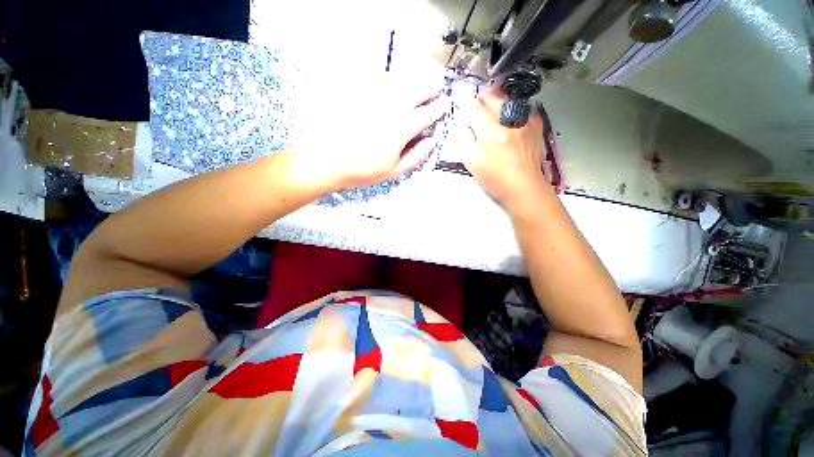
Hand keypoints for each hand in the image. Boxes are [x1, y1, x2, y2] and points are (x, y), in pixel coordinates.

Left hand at [290, 72, 447, 190]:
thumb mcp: (393, 172)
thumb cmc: (363, 171)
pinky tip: (397, 82)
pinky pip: (380, 82)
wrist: (328, 161)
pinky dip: (394, 79)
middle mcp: (389, 110)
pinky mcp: (359, 96)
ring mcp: (373, 100)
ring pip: (399, 82)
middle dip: (429, 86)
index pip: (425, 114)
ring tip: (424, 77)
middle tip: (438, 83)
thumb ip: (415, 156)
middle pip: (414, 91)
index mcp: (399, 131)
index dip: (437, 108)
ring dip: (414, 78)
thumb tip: (431, 140)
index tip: (445, 103)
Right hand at [455, 88, 550, 210]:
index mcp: (489, 130)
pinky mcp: (535, 124)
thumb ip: (462, 139)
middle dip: (480, 97)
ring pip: (506, 98)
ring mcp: (524, 119)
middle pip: (491, 95)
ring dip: (495, 101)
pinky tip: (508, 122)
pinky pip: (520, 107)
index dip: (462, 99)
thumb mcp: (471, 162)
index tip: (457, 95)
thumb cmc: (494, 178)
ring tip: (490, 113)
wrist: (524, 188)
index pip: (472, 105)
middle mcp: (508, 118)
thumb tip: (457, 121)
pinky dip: (511, 110)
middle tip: (474, 107)